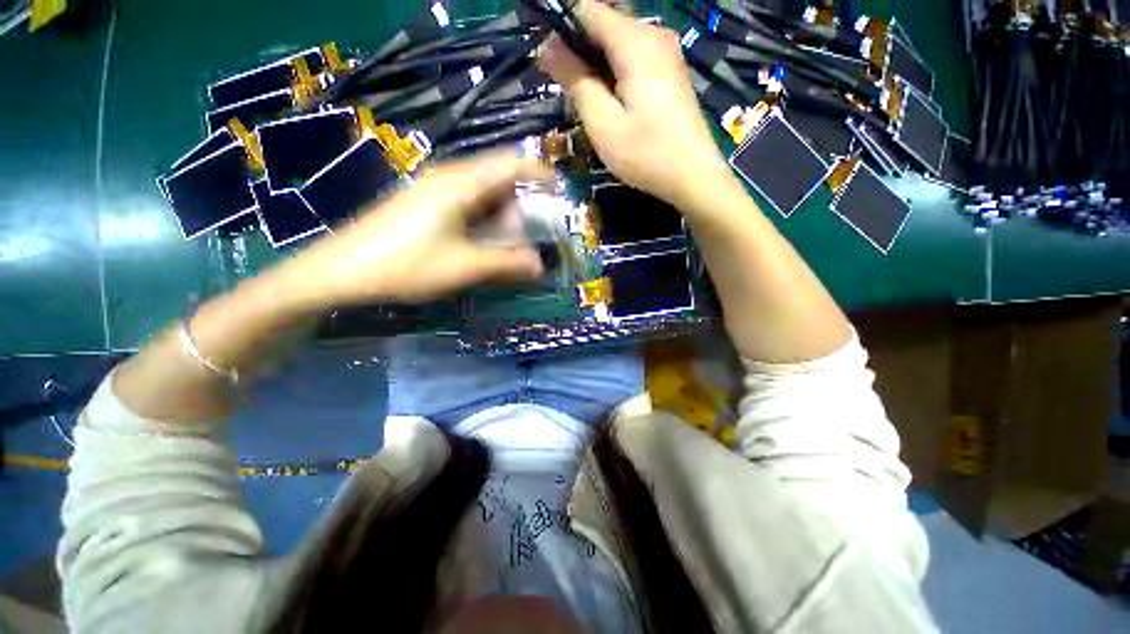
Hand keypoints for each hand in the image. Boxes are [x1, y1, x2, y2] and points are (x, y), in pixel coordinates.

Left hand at [277, 152, 550, 308]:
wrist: (341, 270)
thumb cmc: (405, 265)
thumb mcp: (464, 268)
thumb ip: (507, 264)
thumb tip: (541, 266)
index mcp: (461, 184)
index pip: (512, 164)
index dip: (540, 175)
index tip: (560, 193)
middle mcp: (449, 177)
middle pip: (499, 178)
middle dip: (523, 202)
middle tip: (535, 232)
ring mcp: (434, 189)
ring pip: (483, 191)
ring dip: (503, 214)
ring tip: (512, 241)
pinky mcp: (425, 203)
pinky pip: (466, 202)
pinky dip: (485, 218)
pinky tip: (484, 241)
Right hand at [538, 0, 732, 209]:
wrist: (694, 176)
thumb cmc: (646, 154)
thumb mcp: (603, 123)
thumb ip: (576, 81)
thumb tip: (548, 48)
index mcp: (635, 42)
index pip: (588, 10)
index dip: (561, 27)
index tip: (547, 59)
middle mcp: (654, 35)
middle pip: (604, 25)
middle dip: (578, 49)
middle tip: (564, 89)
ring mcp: (667, 53)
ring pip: (619, 43)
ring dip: (595, 64)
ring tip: (585, 101)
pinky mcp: (671, 72)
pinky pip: (634, 58)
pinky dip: (614, 73)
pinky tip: (610, 101)